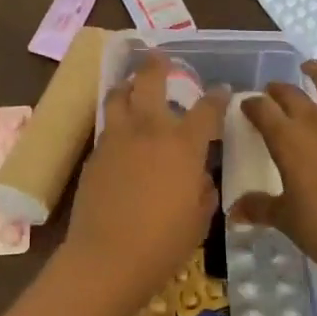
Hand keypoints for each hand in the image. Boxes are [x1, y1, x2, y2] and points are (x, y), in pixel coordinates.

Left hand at [63, 53, 225, 315]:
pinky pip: (108, 125)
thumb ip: (202, 189)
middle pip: (150, 80)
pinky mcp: (95, 153)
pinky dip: (117, 119)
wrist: (107, 258)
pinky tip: (121, 132)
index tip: (221, 90)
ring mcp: (117, 138)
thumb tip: (199, 176)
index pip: (206, 109)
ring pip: (119, 95)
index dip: (217, 97)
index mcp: (183, 145)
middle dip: (157, 65)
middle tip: (159, 58)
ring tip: (133, 87)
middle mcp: (149, 130)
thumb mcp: (198, 218)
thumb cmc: (162, 243)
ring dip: (128, 86)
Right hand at [238, 62, 316, 288]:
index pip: (261, 109)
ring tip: (310, 68)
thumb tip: (233, 211)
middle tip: (273, 93)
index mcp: (286, 139)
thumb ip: (257, 207)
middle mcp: (314, 121)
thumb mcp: (283, 218)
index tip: (248, 106)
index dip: (251, 104)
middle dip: (277, 90)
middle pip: (290, 93)